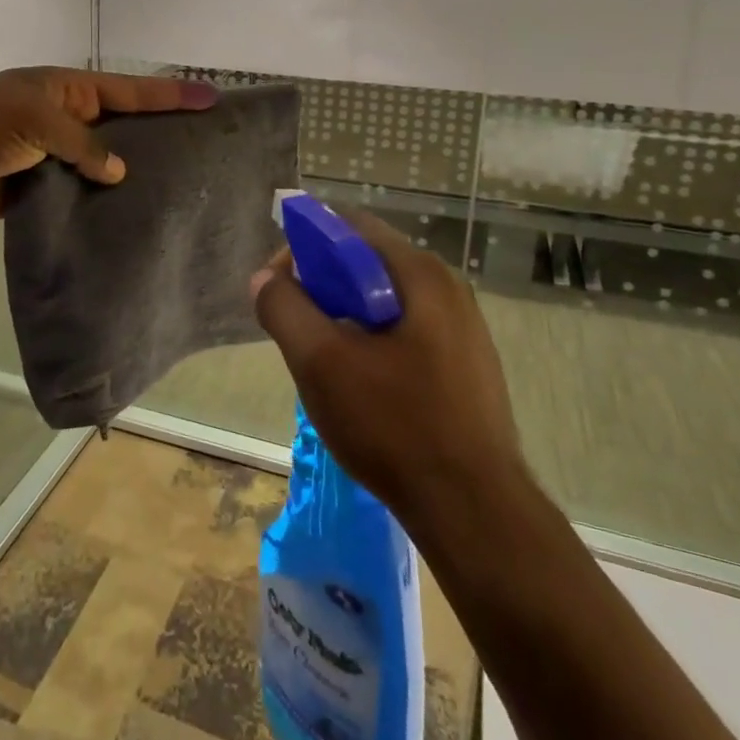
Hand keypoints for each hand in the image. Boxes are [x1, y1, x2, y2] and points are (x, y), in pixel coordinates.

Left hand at [0, 67, 216, 222]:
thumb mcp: (37, 120)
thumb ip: (82, 144)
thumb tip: (119, 171)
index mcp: (68, 89)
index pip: (130, 90)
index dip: (170, 95)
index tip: (211, 97)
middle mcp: (68, 117)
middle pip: (124, 124)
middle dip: (161, 131)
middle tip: (205, 143)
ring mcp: (57, 152)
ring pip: (106, 160)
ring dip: (135, 169)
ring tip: (180, 183)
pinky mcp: (46, 185)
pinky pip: (84, 189)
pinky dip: (105, 198)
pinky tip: (134, 212)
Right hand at [251, 211, 525, 527]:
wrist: (474, 512)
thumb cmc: (395, 425)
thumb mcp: (321, 362)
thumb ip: (284, 309)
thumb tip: (264, 279)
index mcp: (420, 274)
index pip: (349, 228)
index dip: (304, 247)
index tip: (277, 286)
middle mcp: (449, 289)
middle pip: (368, 263)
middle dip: (323, 286)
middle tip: (296, 326)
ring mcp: (464, 329)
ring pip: (386, 301)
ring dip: (345, 317)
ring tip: (323, 359)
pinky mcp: (467, 366)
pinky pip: (407, 332)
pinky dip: (373, 341)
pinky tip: (361, 385)